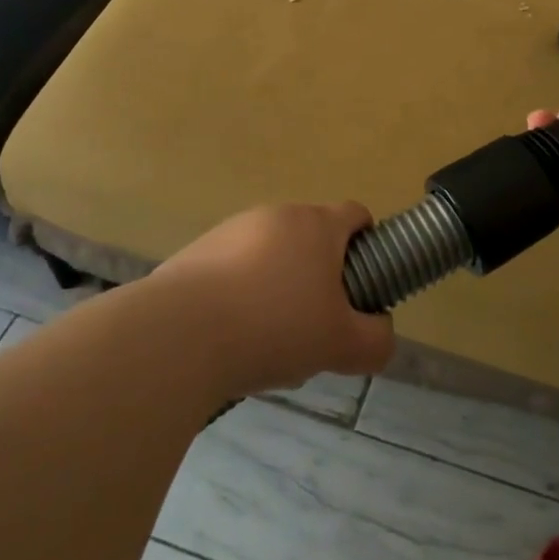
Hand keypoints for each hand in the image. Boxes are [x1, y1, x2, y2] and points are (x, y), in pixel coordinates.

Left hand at [157, 202, 394, 397]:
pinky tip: (230, 337)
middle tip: (317, 322)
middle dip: (320, 274)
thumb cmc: (274, 328)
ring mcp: (232, 230)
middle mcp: (276, 215)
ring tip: (268, 338)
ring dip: (278, 284)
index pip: (355, 214)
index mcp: (317, 225)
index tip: (363, 281)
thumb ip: (376, 340)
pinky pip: (233, 269)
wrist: (178, 335)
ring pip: (271, 253)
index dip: (367, 243)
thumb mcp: (342, 345)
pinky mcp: (196, 253)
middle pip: (312, 236)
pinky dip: (240, 294)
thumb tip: (381, 332)